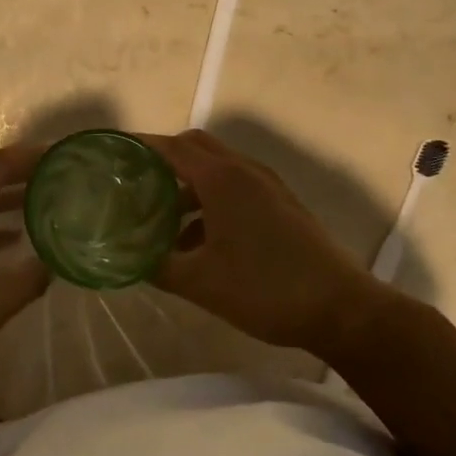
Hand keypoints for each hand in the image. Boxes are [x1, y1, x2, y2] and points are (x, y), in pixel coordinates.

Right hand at [141, 129, 383, 352]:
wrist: (342, 309)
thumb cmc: (265, 288)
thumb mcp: (200, 283)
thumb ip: (157, 266)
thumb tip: (126, 258)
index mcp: (222, 179)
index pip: (171, 147)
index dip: (140, 146)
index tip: (113, 153)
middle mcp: (244, 171)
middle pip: (195, 147)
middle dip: (164, 159)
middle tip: (136, 182)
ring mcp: (268, 186)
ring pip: (217, 169)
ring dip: (188, 184)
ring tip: (162, 219)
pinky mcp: (282, 205)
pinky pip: (236, 187)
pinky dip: (211, 200)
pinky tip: (199, 242)